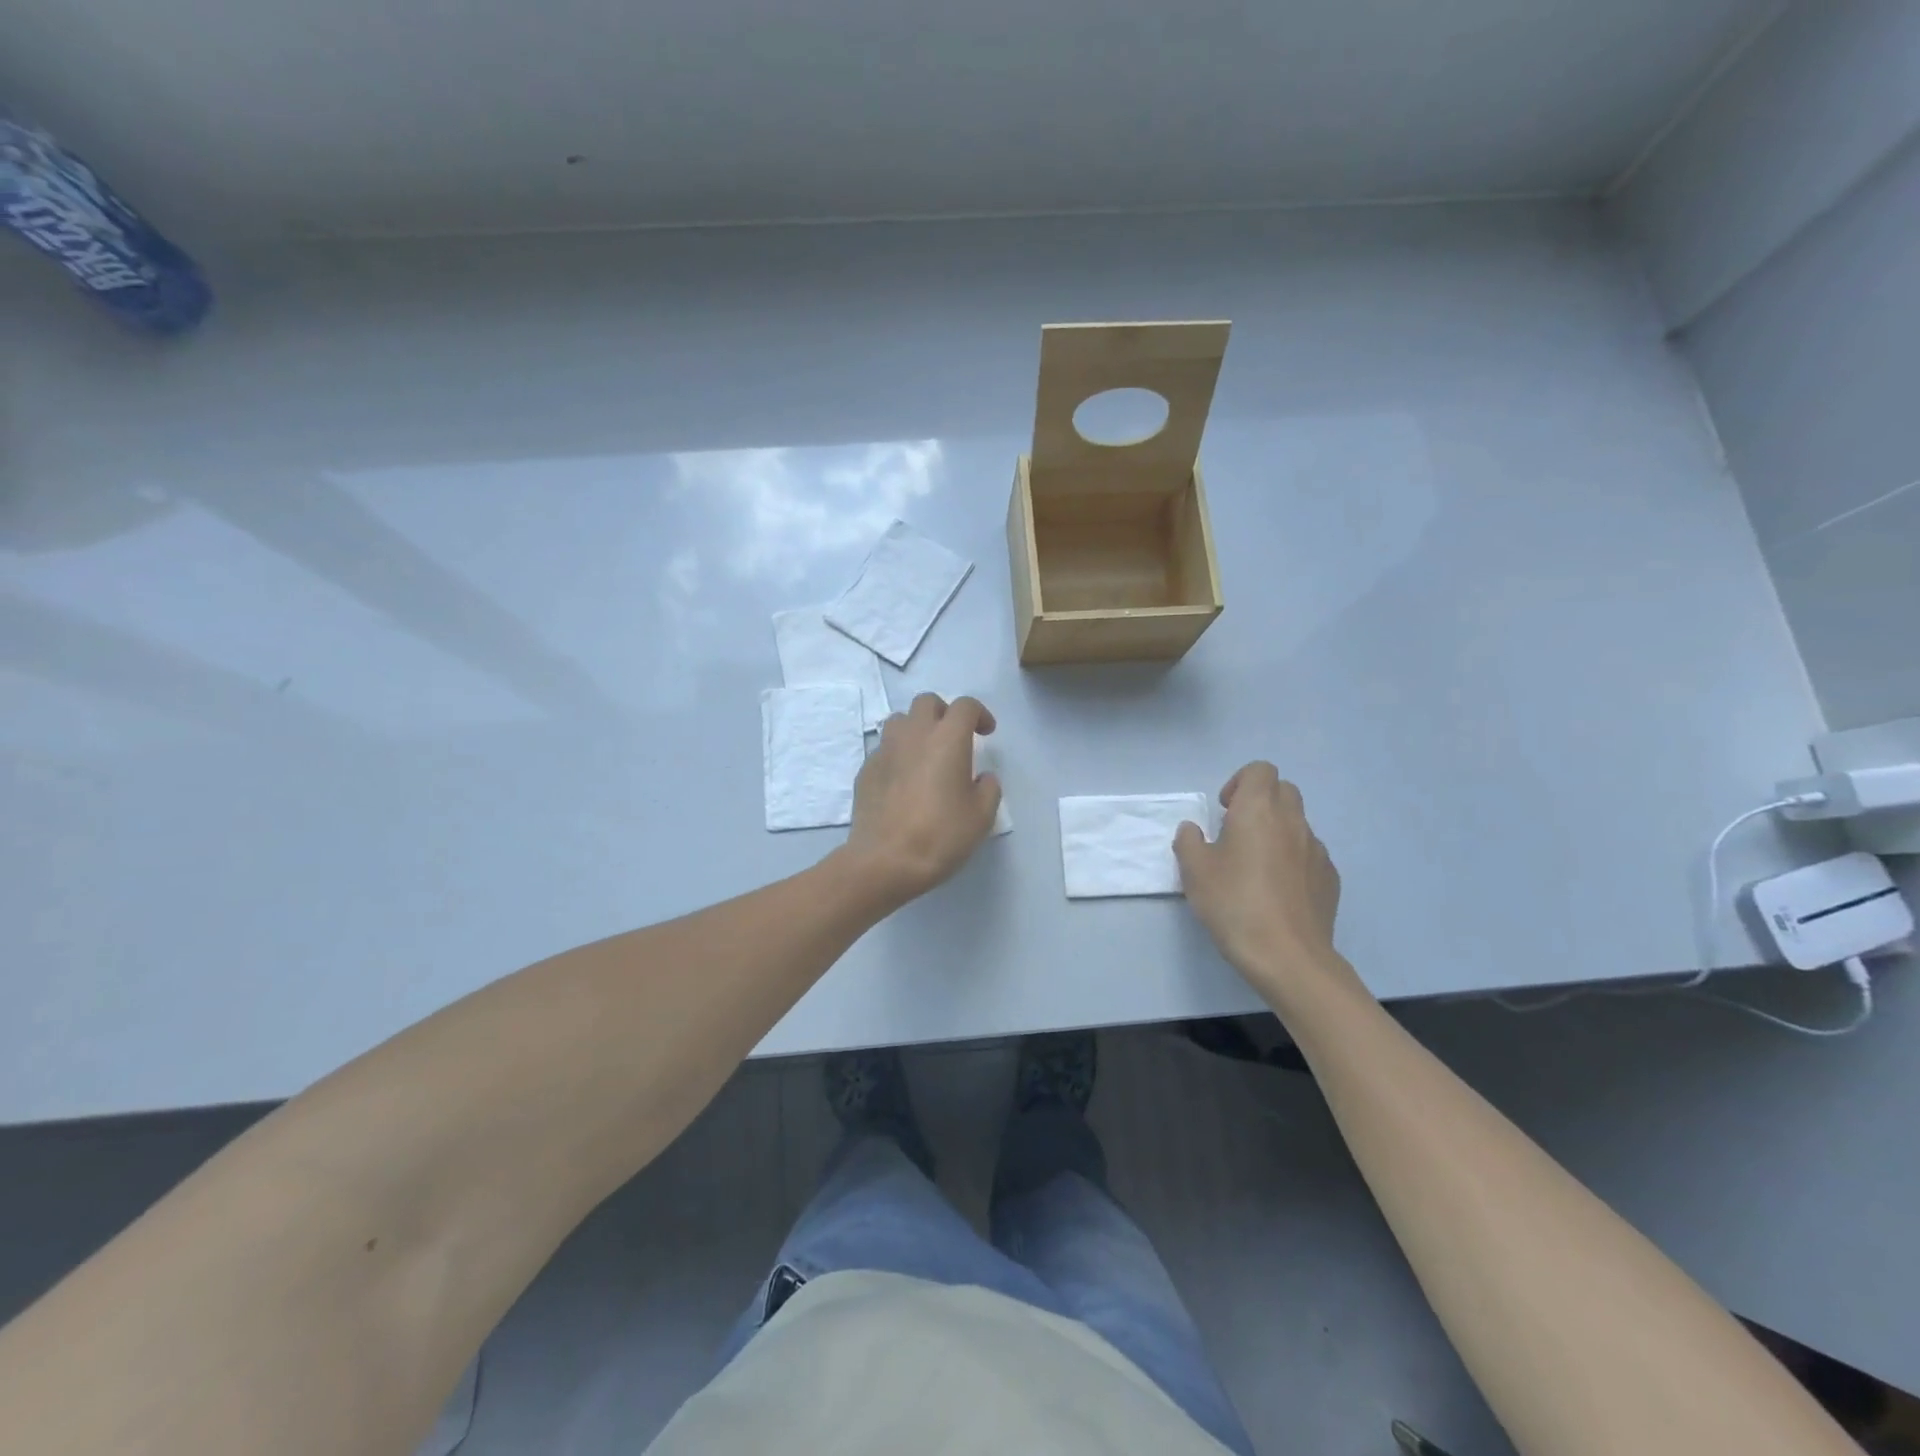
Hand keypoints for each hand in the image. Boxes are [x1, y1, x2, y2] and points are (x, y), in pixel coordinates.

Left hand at [843, 694, 1001, 905]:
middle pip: (927, 702)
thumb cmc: (940, 835)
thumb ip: (988, 789)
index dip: (979, 714)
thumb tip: (981, 778)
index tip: (986, 733)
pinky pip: (884, 749)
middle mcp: (914, 734)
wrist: (884, 860)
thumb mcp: (981, 817)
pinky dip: (898, 755)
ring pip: (900, 721)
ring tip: (926, 755)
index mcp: (947, 739)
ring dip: (916, 729)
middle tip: (954, 738)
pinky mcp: (865, 770)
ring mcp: (884, 750)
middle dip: (944, 713)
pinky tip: (904, 782)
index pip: (965, 706)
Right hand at [1173, 763, 1348, 998]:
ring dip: (1277, 832)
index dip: (1240, 782)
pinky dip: (1292, 860)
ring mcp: (1316, 850)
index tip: (1225, 811)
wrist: (1288, 956)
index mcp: (1258, 810)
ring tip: (1255, 868)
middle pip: (1283, 790)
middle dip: (1260, 802)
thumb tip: (1194, 830)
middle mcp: (1293, 821)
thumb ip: (1189, 841)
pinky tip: (1277, 892)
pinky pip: (1308, 855)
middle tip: (1236, 833)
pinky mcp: (1329, 878)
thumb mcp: (1194, 871)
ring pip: (1297, 823)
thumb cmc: (1234, 904)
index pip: (1260, 770)